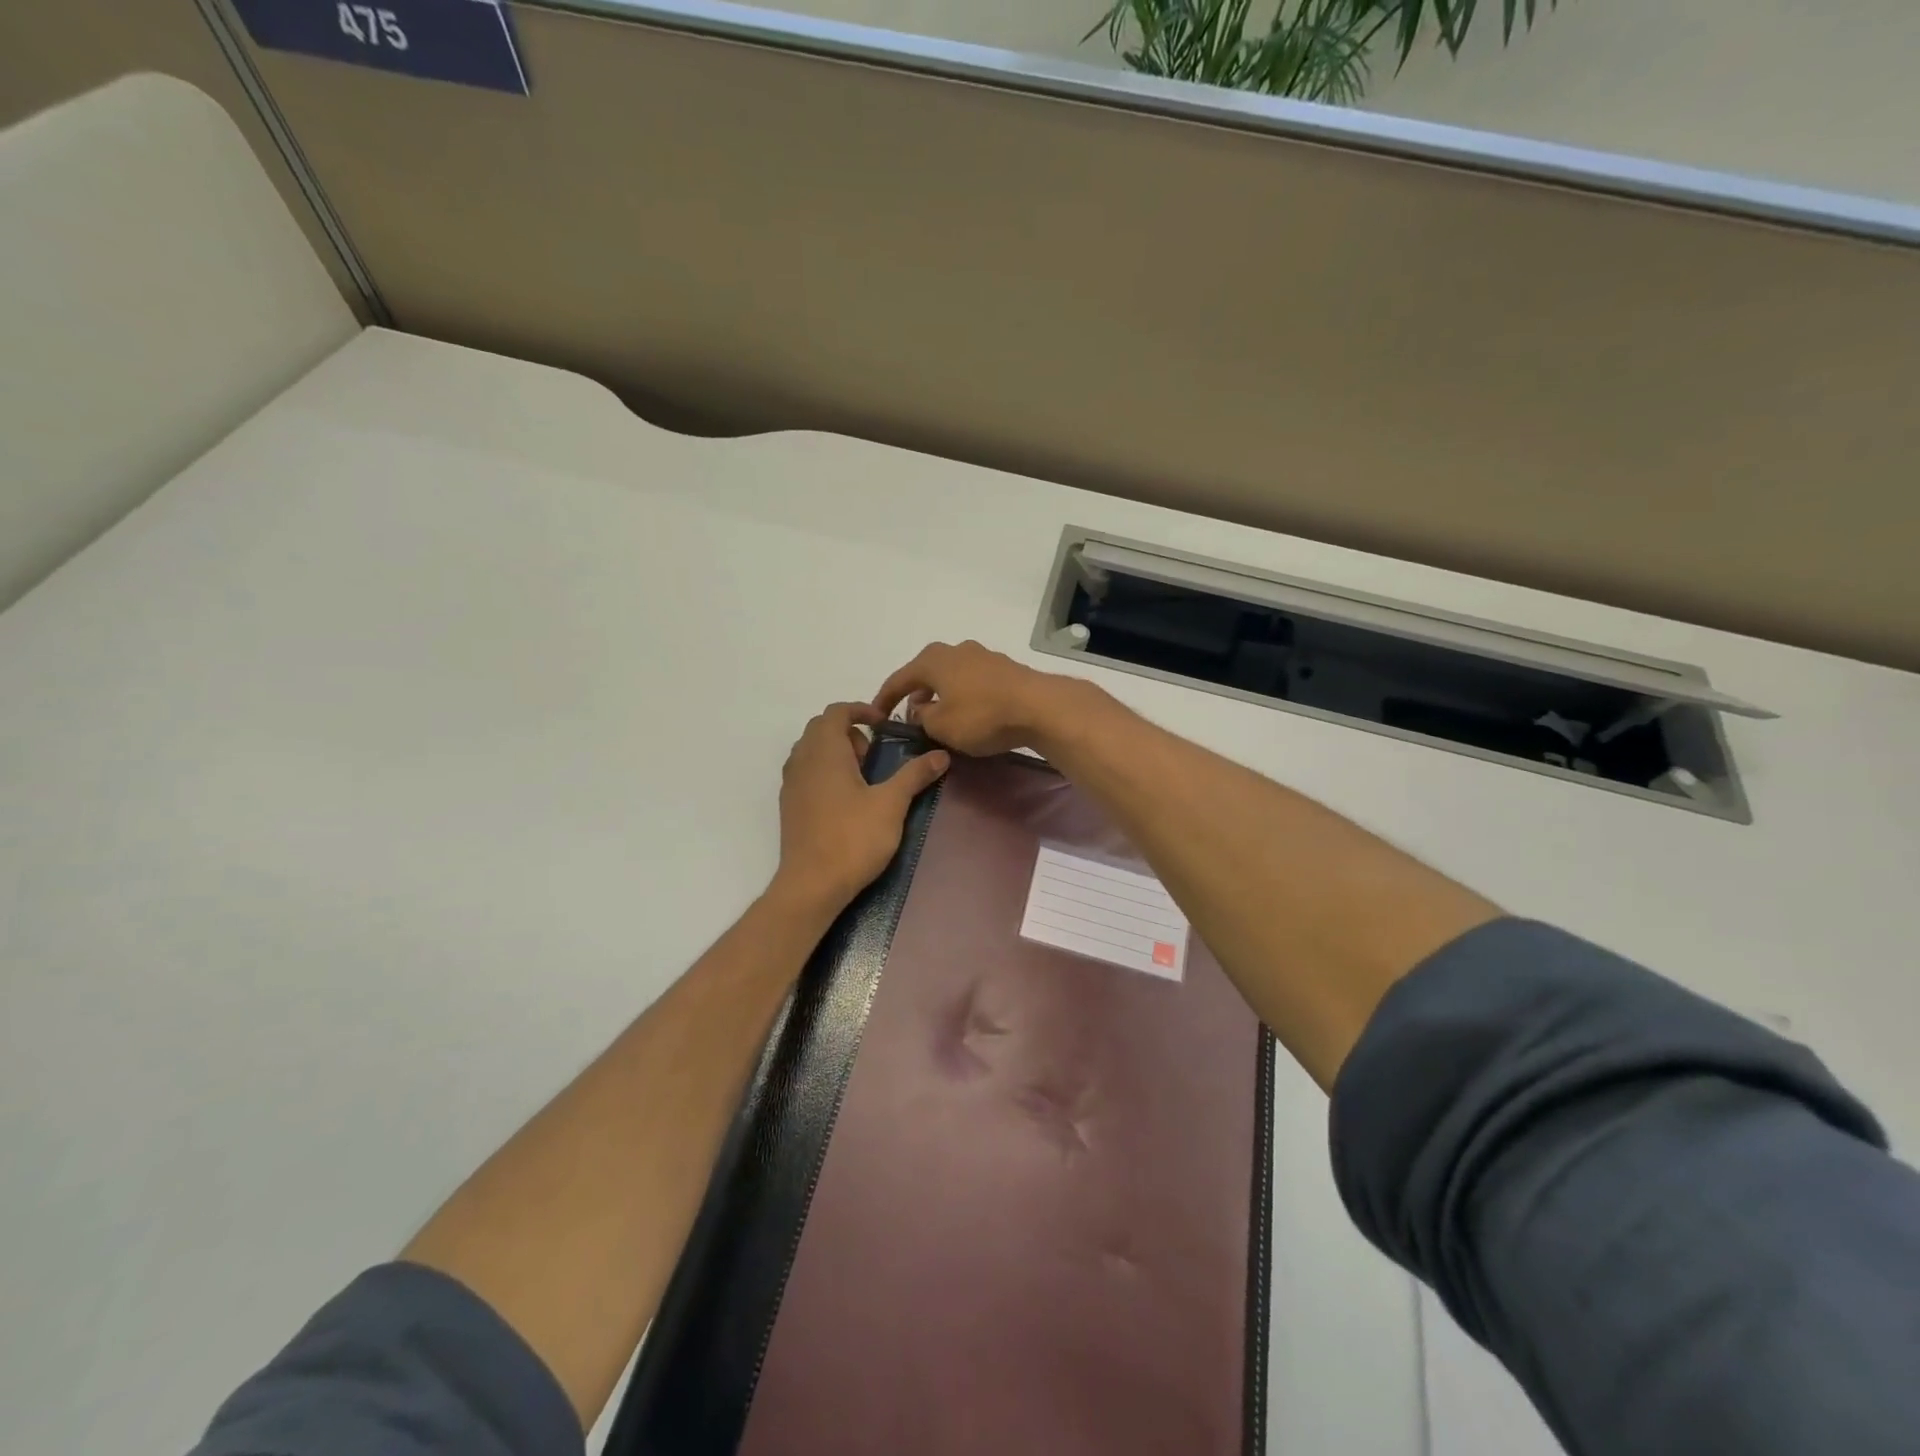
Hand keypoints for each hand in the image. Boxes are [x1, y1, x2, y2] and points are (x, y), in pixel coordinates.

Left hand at [772, 702, 950, 912]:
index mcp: (824, 751)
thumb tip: (941, 754)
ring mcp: (791, 784)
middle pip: (821, 728)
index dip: (862, 710)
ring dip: (837, 752)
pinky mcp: (789, 806)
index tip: (885, 725)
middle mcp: (802, 760)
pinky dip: (825, 771)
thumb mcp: (891, 804)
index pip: (836, 711)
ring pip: (812, 750)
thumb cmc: (853, 838)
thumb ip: (914, 775)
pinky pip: (806, 772)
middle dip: (850, 732)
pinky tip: (847, 800)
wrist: (812, 885)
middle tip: (875, 756)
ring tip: (863, 779)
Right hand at [872, 641, 1081, 757]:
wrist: (1039, 707)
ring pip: (952, 676)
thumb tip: (920, 710)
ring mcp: (983, 656)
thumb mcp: (941, 726)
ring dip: (942, 695)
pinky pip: (973, 682)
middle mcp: (956, 650)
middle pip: (927, 672)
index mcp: (933, 660)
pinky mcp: (1005, 669)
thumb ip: (922, 718)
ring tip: (940, 717)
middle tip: (911, 717)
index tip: (876, 717)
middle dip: (916, 694)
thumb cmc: (981, 716)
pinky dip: (964, 695)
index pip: (899, 679)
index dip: (884, 699)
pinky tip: (969, 713)